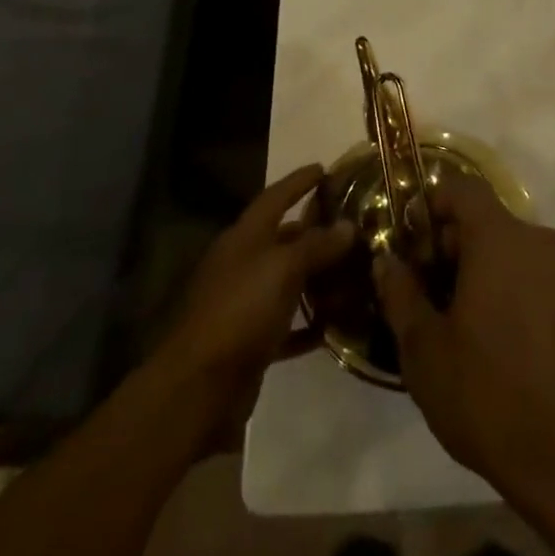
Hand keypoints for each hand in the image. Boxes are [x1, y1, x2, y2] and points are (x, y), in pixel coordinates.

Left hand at [156, 165, 353, 452]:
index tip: (324, 168)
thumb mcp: (284, 268)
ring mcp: (244, 304)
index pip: (275, 197)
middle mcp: (242, 265)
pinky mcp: (251, 342)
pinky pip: (288, 323)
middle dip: (315, 230)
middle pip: (283, 238)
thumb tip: (348, 225)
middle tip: (353, 223)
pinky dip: (310, 322)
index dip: (298, 181)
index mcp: (244, 238)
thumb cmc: (241, 311)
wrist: (199, 387)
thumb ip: (317, 245)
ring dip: (317, 276)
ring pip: (287, 281)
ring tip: (354, 268)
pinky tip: (336, 321)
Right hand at [373, 175, 554, 502]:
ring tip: (455, 318)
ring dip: (479, 267)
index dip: (431, 204)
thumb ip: (400, 293)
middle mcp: (539, 240)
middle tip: (423, 290)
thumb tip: (387, 260)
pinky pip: (535, 273)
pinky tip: (494, 336)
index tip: (409, 240)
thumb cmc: (485, 394)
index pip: (463, 189)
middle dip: (450, 244)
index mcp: (501, 239)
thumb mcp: (423, 348)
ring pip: (511, 248)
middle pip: (486, 220)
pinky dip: (509, 285)